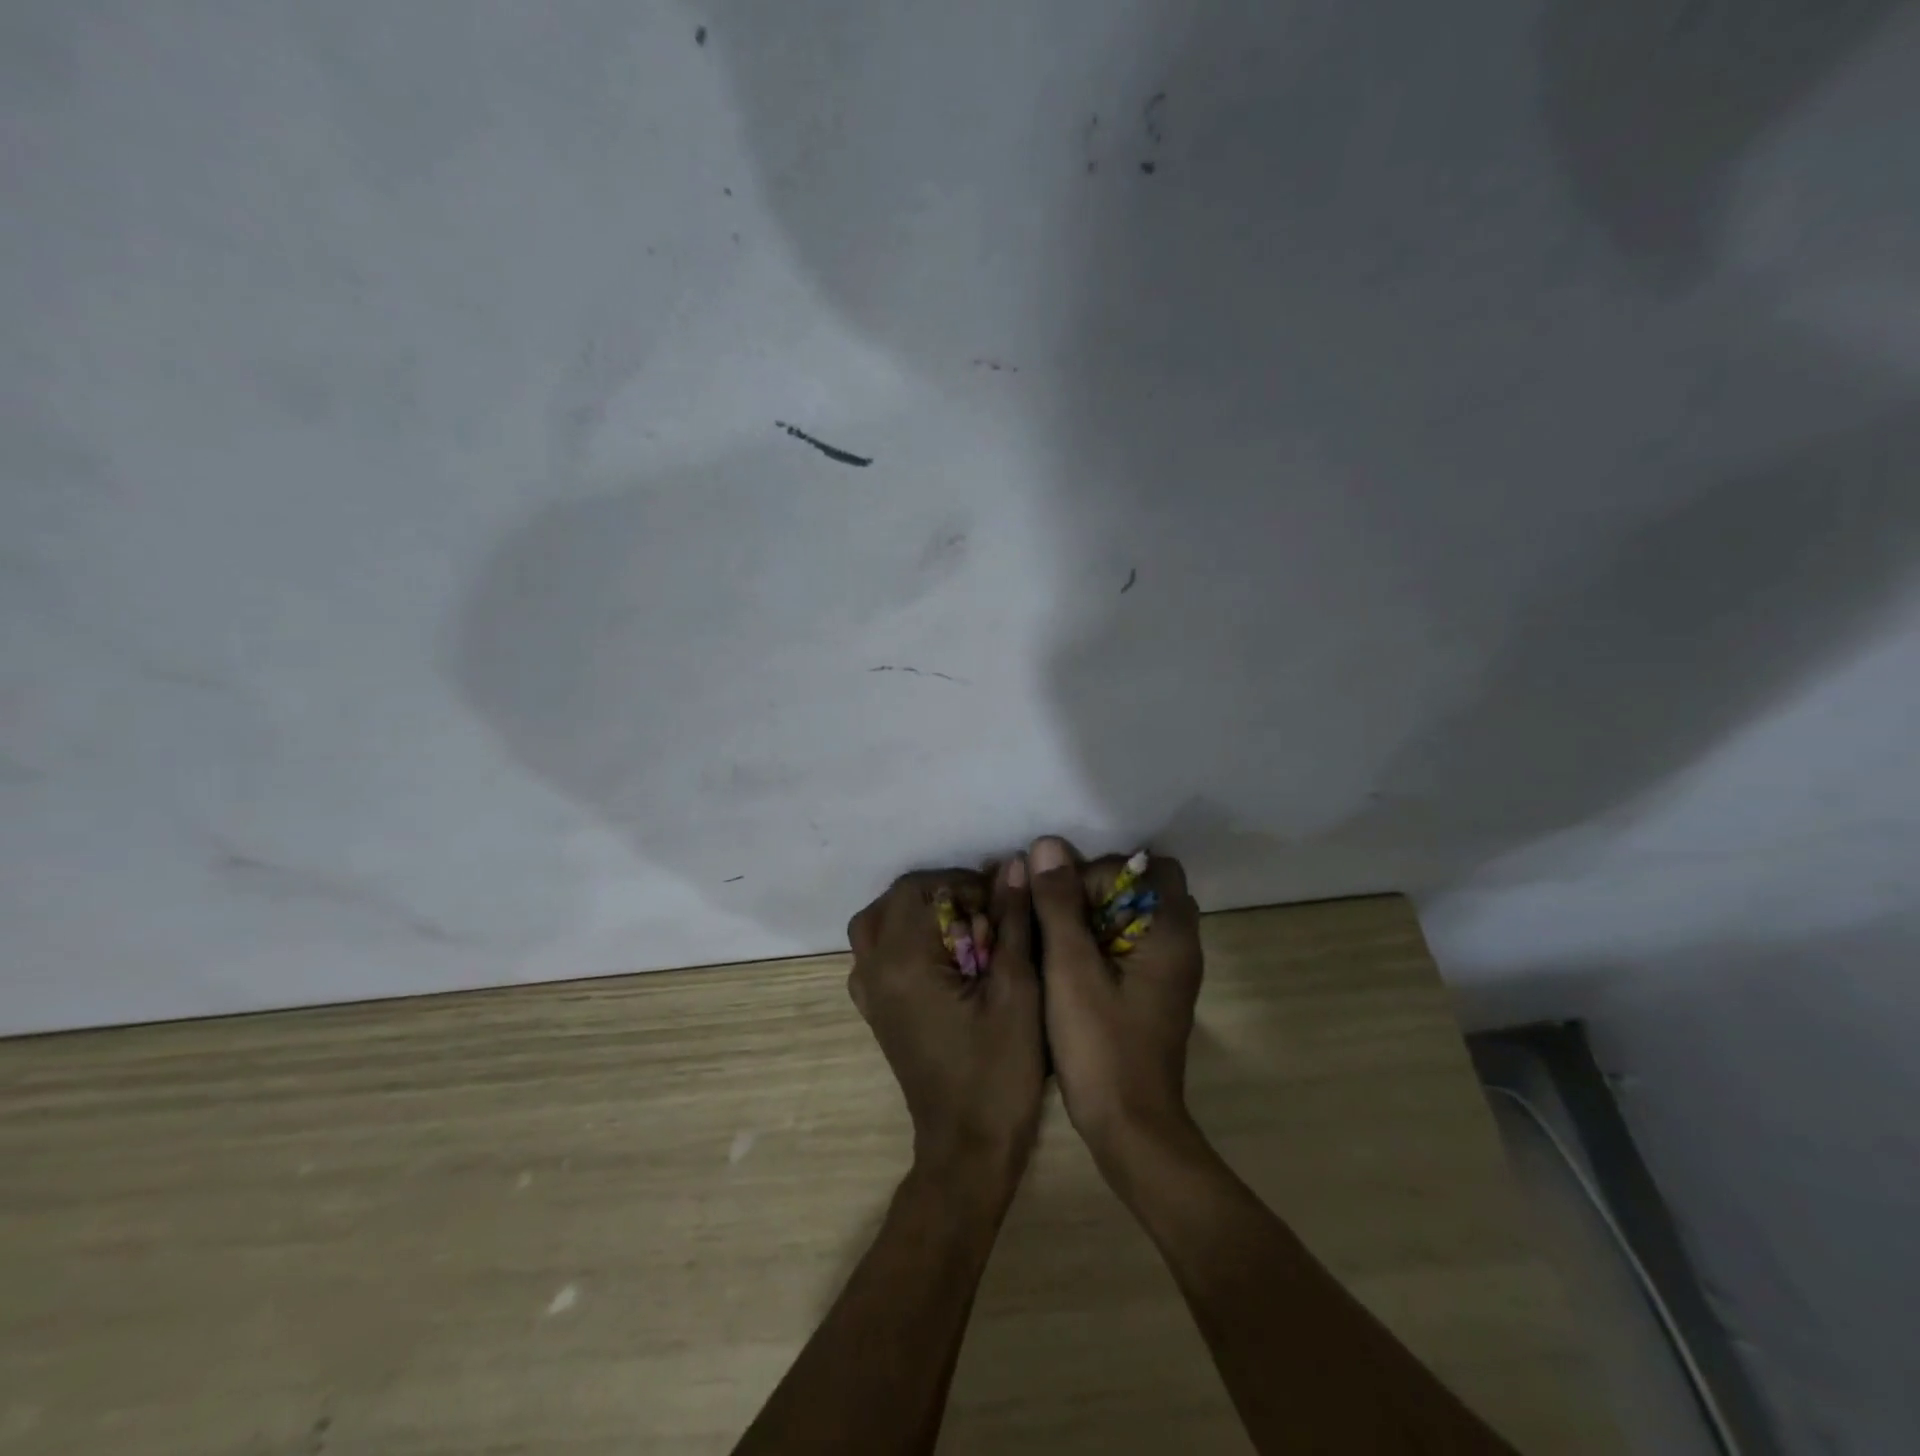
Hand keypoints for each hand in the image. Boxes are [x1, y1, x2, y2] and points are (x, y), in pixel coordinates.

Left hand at [846, 860, 1043, 1197]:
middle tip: (982, 912)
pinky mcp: (874, 1011)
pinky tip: (940, 958)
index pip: (918, 888)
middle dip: (939, 894)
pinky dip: (903, 939)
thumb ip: (1012, 921)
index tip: (998, 901)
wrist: (967, 1147)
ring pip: (877, 925)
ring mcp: (867, 993)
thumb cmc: (999, 1069)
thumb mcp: (1017, 989)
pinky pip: (875, 954)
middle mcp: (873, 970)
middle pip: (893, 901)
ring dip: (917, 914)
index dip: (960, 882)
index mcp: (902, 961)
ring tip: (961, 929)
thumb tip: (1013, 865)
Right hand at [1026, 837, 1203, 1163]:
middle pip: (1144, 889)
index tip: (1069, 896)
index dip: (1108, 870)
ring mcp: (1169, 974)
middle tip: (1058, 915)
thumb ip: (1059, 904)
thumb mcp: (1069, 969)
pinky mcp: (1153, 994)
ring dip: (1095, 917)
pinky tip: (1066, 963)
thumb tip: (1048, 845)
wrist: (1130, 1129)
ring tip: (1056, 936)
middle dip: (1098, 891)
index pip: (1151, 867)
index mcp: (1171, 934)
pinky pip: (1129, 946)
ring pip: (1133, 919)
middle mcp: (1180, 947)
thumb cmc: (1101, 1045)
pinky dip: (1100, 942)